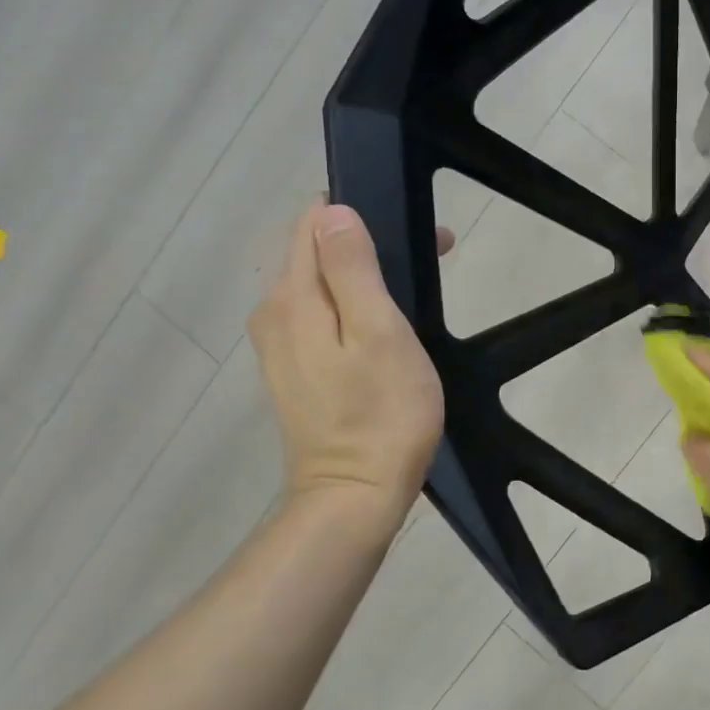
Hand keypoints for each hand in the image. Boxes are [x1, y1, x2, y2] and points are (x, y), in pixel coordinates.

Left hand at [250, 204, 452, 512]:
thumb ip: (352, 268)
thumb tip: (334, 213)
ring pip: (320, 288)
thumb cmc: (381, 412)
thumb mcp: (379, 332)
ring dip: (364, 278)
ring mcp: (279, 347)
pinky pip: (320, 320)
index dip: (360, 215)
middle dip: (368, 244)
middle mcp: (274, 314)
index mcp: (292, 298)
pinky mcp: (294, 374)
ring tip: (415, 293)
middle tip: (435, 257)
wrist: (355, 496)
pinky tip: (385, 331)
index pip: (312, 224)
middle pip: (315, 254)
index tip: (411, 232)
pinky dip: (353, 310)